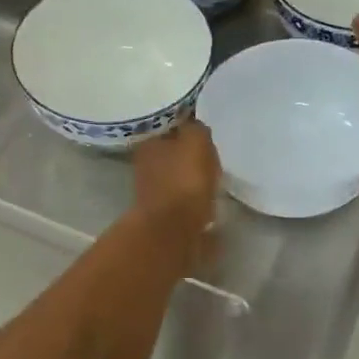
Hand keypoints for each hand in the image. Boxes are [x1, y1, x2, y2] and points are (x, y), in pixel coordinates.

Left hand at [131, 120, 220, 254]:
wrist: (173, 232)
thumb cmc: (184, 181)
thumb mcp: (196, 141)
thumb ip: (196, 128)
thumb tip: (196, 126)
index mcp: (148, 143)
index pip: (168, 126)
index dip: (187, 126)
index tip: (204, 130)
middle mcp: (145, 165)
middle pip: (171, 152)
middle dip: (189, 153)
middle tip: (212, 154)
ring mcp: (152, 191)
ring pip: (176, 176)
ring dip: (192, 177)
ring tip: (214, 178)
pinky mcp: (163, 214)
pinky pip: (183, 198)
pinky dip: (193, 198)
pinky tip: (207, 200)